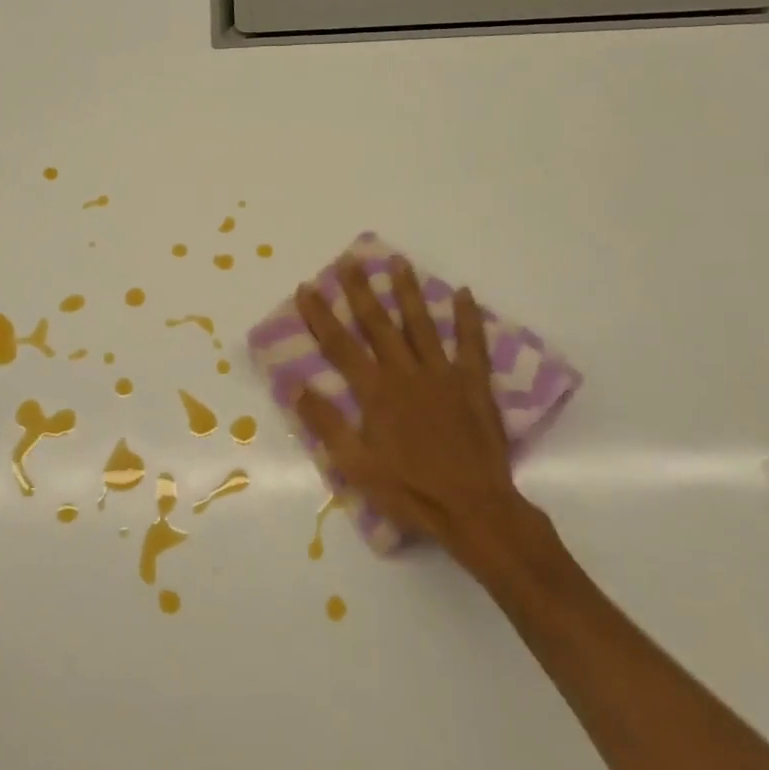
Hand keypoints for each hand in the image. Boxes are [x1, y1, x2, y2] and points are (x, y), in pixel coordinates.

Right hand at [293, 257, 548, 571]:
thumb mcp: (355, 465)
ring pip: (421, 324)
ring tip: (400, 261)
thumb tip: (294, 384)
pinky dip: (467, 318)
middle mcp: (406, 373)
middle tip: (350, 261)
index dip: (321, 316)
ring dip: (409, 292)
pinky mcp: (474, 385)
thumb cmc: (409, 490)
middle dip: (361, 291)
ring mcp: (443, 375)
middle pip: (379, 324)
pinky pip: (471, 344)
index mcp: (376, 392)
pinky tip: (464, 293)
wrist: (473, 508)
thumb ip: (326, 422)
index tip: (307, 288)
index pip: (341, 345)